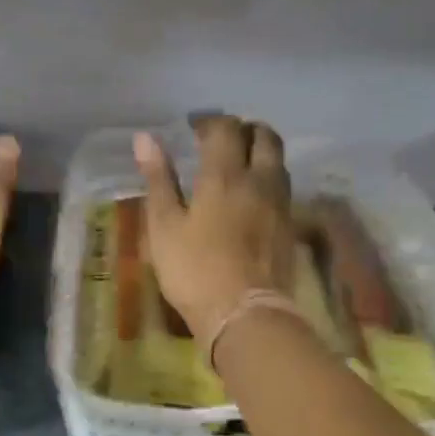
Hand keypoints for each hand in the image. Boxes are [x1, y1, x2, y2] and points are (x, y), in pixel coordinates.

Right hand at [134, 116, 294, 341]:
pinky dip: (268, 177)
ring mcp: (279, 204)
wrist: (244, 313)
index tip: (193, 127)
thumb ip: (158, 180)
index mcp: (224, 175)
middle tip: (221, 139)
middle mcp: (258, 180)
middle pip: (264, 136)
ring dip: (260, 151)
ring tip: (238, 162)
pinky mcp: (289, 226)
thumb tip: (145, 138)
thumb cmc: (194, 270)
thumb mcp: (164, 226)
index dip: (209, 121)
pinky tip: (252, 195)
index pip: (225, 129)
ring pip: (278, 160)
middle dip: (243, 129)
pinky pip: (283, 187)